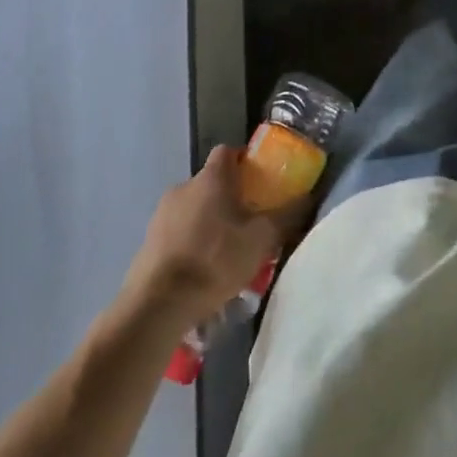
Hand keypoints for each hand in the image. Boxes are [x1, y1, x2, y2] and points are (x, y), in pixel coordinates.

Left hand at [122, 147, 285, 328]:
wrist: (157, 305)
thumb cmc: (214, 260)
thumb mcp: (262, 239)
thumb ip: (287, 215)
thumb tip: (308, 196)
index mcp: (211, 178)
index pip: (228, 152)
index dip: (244, 161)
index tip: (259, 181)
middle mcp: (183, 187)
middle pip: (211, 182)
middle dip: (229, 198)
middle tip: (248, 223)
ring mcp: (160, 215)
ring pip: (193, 209)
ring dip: (209, 223)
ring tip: (225, 253)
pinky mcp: (147, 242)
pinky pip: (177, 233)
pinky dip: (190, 243)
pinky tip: (201, 271)